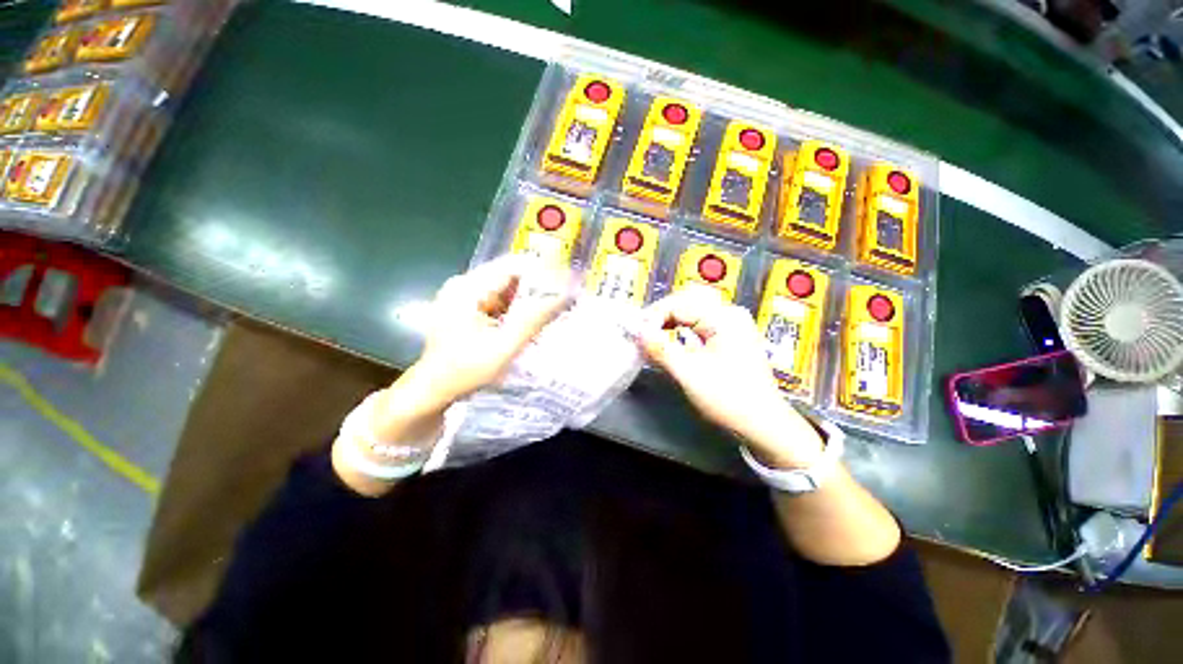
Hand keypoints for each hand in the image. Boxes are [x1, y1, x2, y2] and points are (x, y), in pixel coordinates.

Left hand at [412, 254, 573, 406]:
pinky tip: (527, 322)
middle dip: (536, 289)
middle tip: (561, 303)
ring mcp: (463, 295)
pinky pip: (498, 300)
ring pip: (505, 289)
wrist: (434, 389)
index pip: (513, 266)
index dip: (542, 273)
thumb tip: (565, 295)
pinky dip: (514, 309)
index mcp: (468, 288)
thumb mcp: (505, 346)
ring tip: (549, 313)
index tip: (566, 285)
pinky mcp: (465, 307)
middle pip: (509, 276)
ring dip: (526, 300)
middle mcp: (464, 284)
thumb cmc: (466, 370)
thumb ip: (534, 319)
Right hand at [638, 290, 823, 467]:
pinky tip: (670, 342)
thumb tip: (637, 331)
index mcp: (724, 318)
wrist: (763, 424)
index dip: (653, 317)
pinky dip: (681, 331)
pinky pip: (699, 325)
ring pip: (691, 313)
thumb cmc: (730, 399)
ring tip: (651, 337)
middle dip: (661, 316)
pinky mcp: (730, 338)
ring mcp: (732, 326)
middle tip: (642, 332)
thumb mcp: (689, 374)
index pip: (679, 304)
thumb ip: (660, 349)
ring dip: (669, 323)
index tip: (637, 333)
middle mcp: (730, 315)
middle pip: (686, 302)